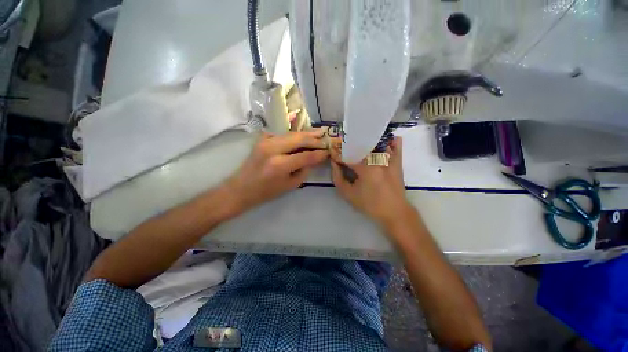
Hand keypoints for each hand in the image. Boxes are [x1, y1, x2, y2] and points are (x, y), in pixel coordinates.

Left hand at [227, 130, 328, 211]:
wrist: (241, 188)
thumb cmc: (266, 191)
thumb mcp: (290, 185)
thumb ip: (304, 170)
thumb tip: (316, 158)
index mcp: (280, 164)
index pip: (306, 155)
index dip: (319, 153)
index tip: (328, 152)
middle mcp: (273, 149)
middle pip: (299, 139)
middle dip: (314, 139)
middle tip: (326, 138)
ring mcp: (266, 141)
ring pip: (291, 134)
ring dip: (306, 134)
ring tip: (319, 132)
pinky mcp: (262, 139)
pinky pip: (282, 134)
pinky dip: (294, 135)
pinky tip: (302, 136)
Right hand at [331, 136, 412, 226]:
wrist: (394, 212)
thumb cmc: (370, 204)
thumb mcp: (348, 194)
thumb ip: (337, 177)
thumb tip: (334, 163)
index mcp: (365, 168)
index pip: (347, 156)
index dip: (337, 155)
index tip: (332, 155)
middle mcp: (378, 159)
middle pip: (360, 146)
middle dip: (349, 147)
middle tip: (342, 150)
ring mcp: (390, 159)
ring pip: (376, 142)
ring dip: (366, 142)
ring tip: (358, 146)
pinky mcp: (398, 161)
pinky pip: (396, 145)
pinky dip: (389, 141)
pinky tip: (380, 142)